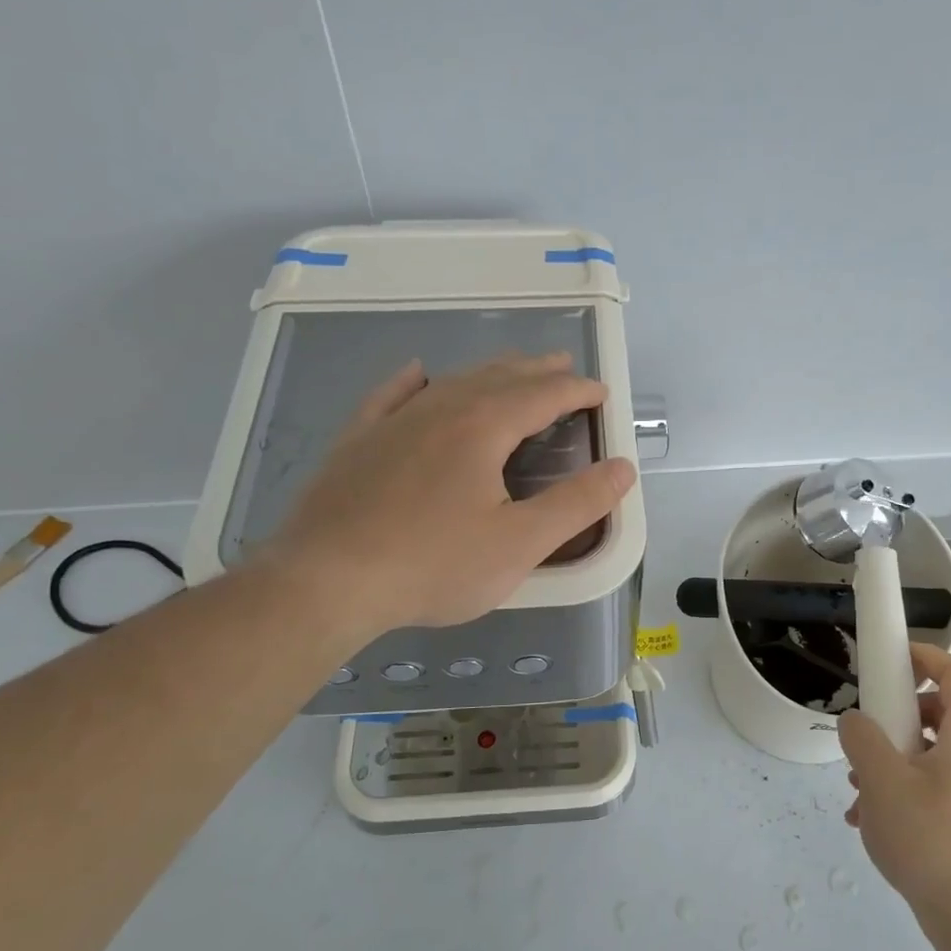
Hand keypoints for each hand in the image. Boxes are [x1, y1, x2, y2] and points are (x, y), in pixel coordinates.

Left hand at [265, 353, 634, 632]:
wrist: (326, 581)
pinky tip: (417, 374)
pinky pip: (391, 396)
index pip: (544, 395)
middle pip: (499, 378)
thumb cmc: (434, 565)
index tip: (601, 393)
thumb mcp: (521, 543)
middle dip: (538, 372)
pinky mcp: (357, 442)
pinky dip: (412, 382)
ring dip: (489, 373)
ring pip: (452, 382)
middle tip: (563, 368)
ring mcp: (393, 422)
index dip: (578, 391)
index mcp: (483, 427)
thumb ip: (577, 504)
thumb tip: (623, 468)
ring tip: (511, 371)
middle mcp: (440, 409)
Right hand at [838, 644, 950, 923]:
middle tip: (866, 734)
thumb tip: (856, 722)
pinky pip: (934, 787)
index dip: (925, 656)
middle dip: (896, 718)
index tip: (890, 659)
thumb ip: (863, 739)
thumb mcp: (882, 782)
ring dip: (891, 760)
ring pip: (931, 754)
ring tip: (858, 790)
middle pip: (939, 713)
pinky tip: (872, 822)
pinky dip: (903, 791)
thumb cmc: (932, 841)